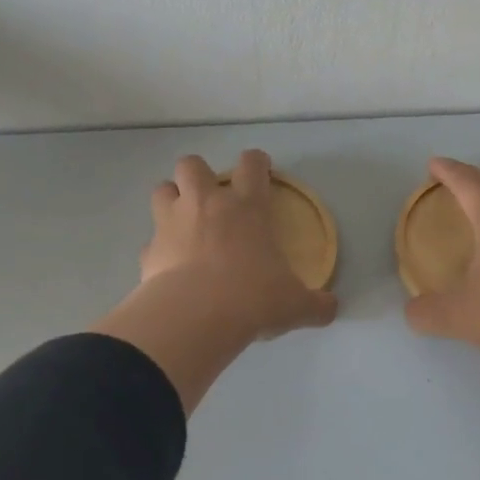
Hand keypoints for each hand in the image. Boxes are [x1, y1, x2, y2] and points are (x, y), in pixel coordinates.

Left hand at [139, 151, 337, 338]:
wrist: (195, 317)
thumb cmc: (253, 298)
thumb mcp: (295, 305)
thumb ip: (315, 304)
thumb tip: (332, 308)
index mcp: (247, 207)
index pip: (252, 164)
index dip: (257, 163)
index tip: (260, 171)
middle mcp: (206, 204)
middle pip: (191, 164)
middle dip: (199, 175)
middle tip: (210, 199)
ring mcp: (171, 224)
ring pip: (162, 189)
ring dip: (171, 200)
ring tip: (183, 222)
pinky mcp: (148, 251)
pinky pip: (151, 241)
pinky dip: (159, 250)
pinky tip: (169, 267)